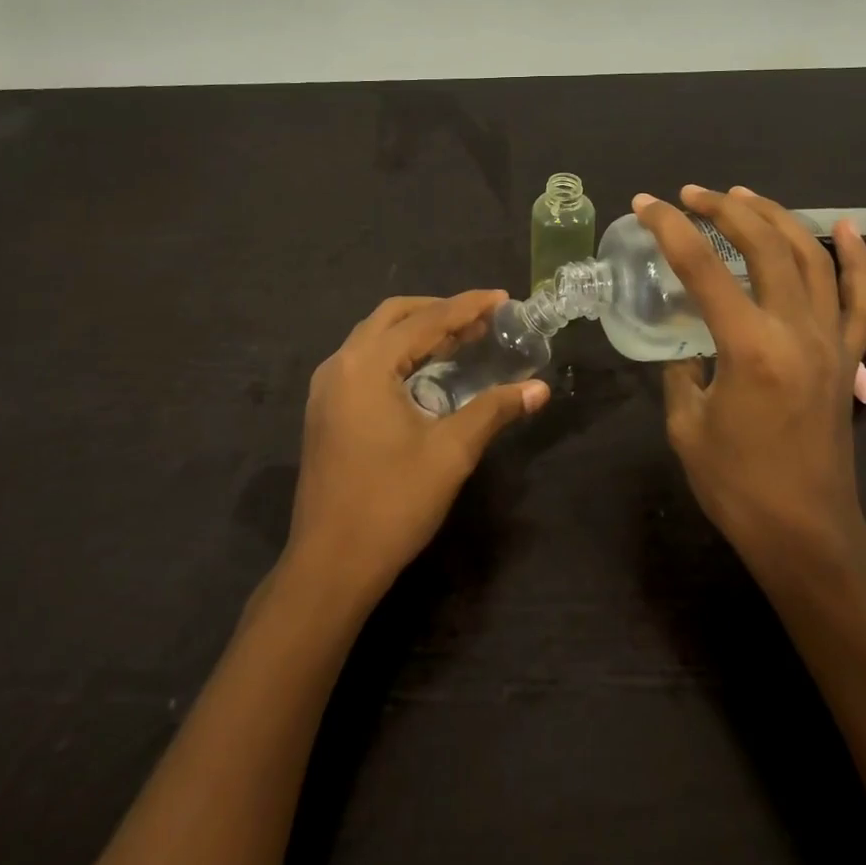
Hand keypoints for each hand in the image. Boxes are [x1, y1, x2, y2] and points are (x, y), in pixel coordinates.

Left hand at [287, 291, 548, 602]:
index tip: (504, 298)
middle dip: (440, 311)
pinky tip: (426, 371)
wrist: (330, 566)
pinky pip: (365, 360)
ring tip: (462, 339)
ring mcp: (327, 388)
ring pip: (375, 337)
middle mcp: (340, 364)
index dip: (468, 306)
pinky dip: (398, 353)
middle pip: (393, 316)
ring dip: (417, 331)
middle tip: (482, 320)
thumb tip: (540, 388)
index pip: (426, 321)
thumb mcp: (451, 452)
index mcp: (366, 365)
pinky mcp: (325, 410)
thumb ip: (494, 410)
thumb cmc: (392, 503)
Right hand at [632, 185, 865, 574]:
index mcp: (748, 347)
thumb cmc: (737, 485)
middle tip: (690, 194)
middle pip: (763, 246)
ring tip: (743, 196)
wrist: (807, 533)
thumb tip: (689, 345)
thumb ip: (682, 371)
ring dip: (775, 217)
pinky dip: (856, 258)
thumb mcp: (686, 424)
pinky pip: (861, 297)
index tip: (645, 204)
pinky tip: (846, 227)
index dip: (669, 228)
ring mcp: (830, 340)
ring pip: (810, 257)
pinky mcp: (848, 356)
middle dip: (723, 209)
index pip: (703, 268)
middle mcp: (795, 331)